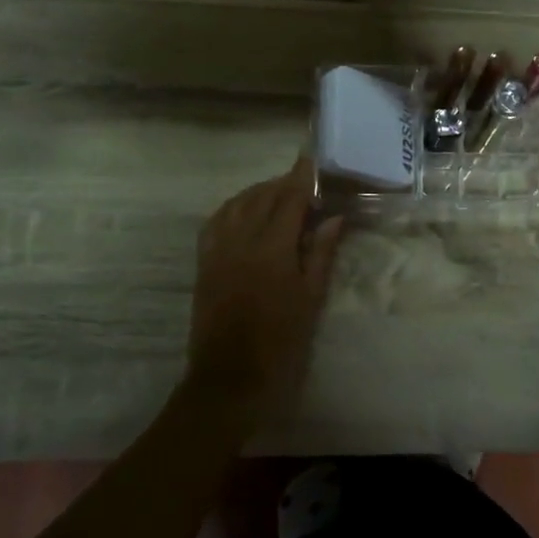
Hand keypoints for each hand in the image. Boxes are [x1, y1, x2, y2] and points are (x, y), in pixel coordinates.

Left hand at [186, 158, 344, 426]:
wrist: (230, 379)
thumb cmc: (281, 343)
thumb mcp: (311, 300)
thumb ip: (321, 254)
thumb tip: (334, 218)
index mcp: (273, 249)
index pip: (288, 199)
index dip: (301, 177)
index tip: (311, 158)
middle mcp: (241, 241)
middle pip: (261, 197)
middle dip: (282, 183)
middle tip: (303, 181)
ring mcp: (218, 251)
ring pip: (236, 205)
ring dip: (257, 192)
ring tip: (276, 193)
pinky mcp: (204, 264)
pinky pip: (215, 222)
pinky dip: (232, 208)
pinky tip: (242, 211)